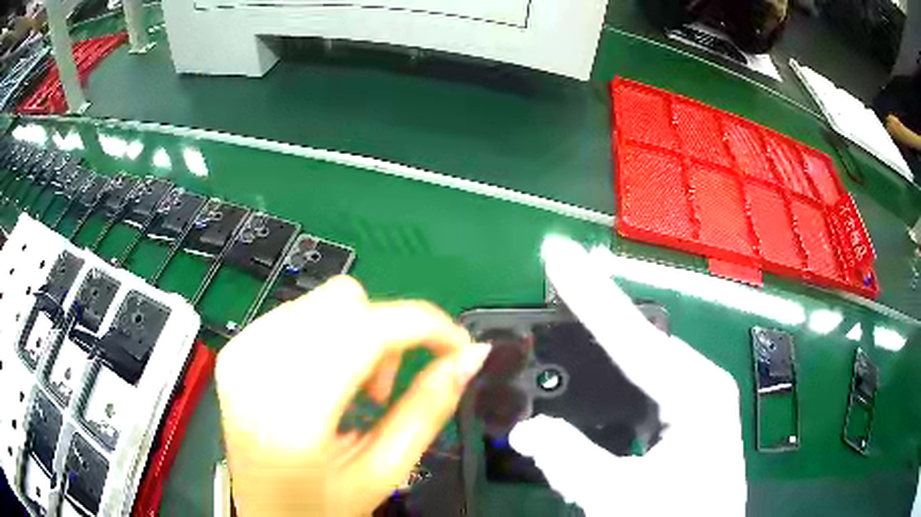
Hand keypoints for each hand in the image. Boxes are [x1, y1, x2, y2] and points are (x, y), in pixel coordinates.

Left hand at [216, 276, 489, 516]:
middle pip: (345, 300)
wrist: (261, 512)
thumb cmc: (319, 507)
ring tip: (354, 390)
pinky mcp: (238, 347)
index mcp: (293, 412)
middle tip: (386, 390)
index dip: (426, 325)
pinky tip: (326, 380)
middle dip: (386, 332)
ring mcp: (242, 350)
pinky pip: (299, 312)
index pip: (368, 329)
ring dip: (358, 333)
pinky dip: (329, 336)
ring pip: (324, 300)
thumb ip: (428, 410)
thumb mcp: (382, 473)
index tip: (457, 347)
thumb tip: (470, 357)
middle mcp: (257, 366)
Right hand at [508, 237, 746, 514]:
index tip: (559, 254)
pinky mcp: (695, 412)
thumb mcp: (620, 497)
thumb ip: (570, 461)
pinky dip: (622, 367)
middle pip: (643, 336)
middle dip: (599, 309)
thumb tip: (524, 429)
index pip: (633, 336)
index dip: (590, 293)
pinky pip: (651, 377)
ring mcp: (702, 395)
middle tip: (558, 279)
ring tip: (572, 308)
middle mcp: (704, 381)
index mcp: (698, 392)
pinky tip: (602, 365)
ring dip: (608, 338)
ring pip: (647, 355)